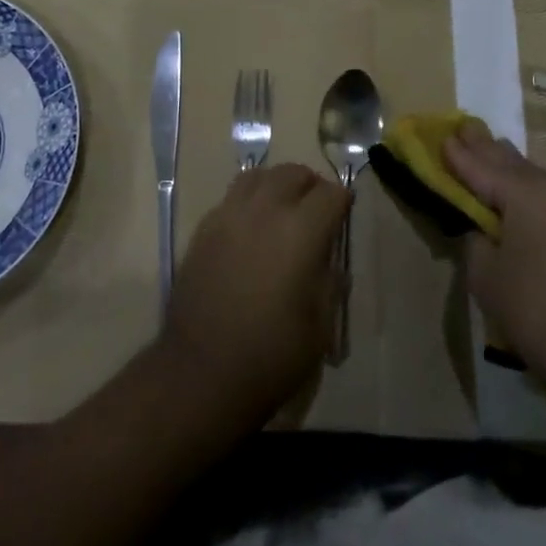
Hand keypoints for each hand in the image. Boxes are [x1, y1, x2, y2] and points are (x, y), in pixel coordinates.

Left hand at [161, 163, 348, 421]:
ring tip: (283, 209)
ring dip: (276, 185)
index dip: (342, 202)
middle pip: (292, 173)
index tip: (344, 215)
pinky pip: (231, 197)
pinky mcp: (203, 230)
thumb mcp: (319, 326)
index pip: (330, 194)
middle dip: (310, 186)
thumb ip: (329, 283)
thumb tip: (328, 262)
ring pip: (257, 176)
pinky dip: (248, 200)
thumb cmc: (271, 355)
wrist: (201, 372)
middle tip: (316, 210)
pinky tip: (251, 229)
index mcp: (300, 232)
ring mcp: (228, 216)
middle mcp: (264, 212)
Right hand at [442, 119, 545, 383]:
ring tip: (489, 151)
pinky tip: (520, 194)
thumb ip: (476, 241)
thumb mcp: (487, 276)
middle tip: (464, 128)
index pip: (482, 167)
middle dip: (486, 148)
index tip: (441, 135)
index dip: (458, 154)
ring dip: (510, 167)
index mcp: (527, 194)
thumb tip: (482, 228)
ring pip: (536, 178)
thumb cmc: (537, 311)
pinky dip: (529, 192)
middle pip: (513, 163)